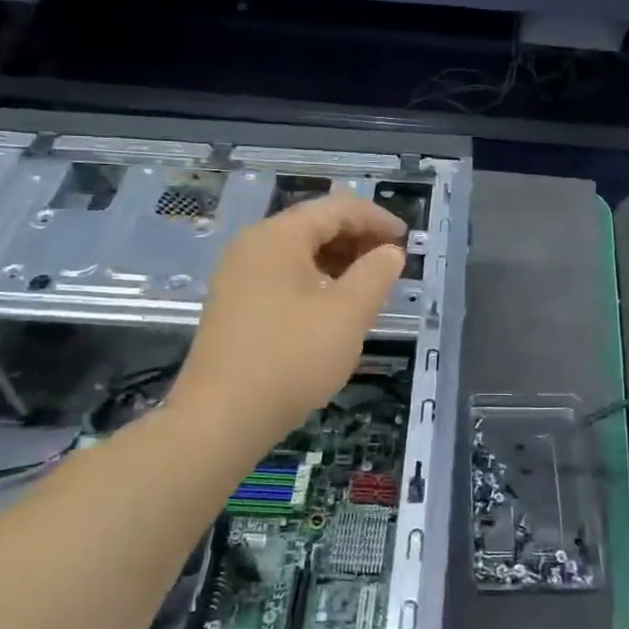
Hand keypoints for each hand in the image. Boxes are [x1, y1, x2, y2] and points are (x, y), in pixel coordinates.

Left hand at [171, 194, 404, 456]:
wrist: (221, 419)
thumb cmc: (291, 358)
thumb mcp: (347, 314)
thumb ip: (375, 274)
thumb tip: (390, 252)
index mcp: (278, 237)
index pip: (336, 209)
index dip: (376, 219)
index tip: (407, 240)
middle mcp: (252, 247)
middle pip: (314, 226)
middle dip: (358, 239)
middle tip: (392, 263)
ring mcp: (238, 277)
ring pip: (299, 254)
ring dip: (339, 262)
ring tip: (370, 286)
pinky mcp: (235, 306)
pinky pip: (283, 278)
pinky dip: (316, 282)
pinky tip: (334, 309)